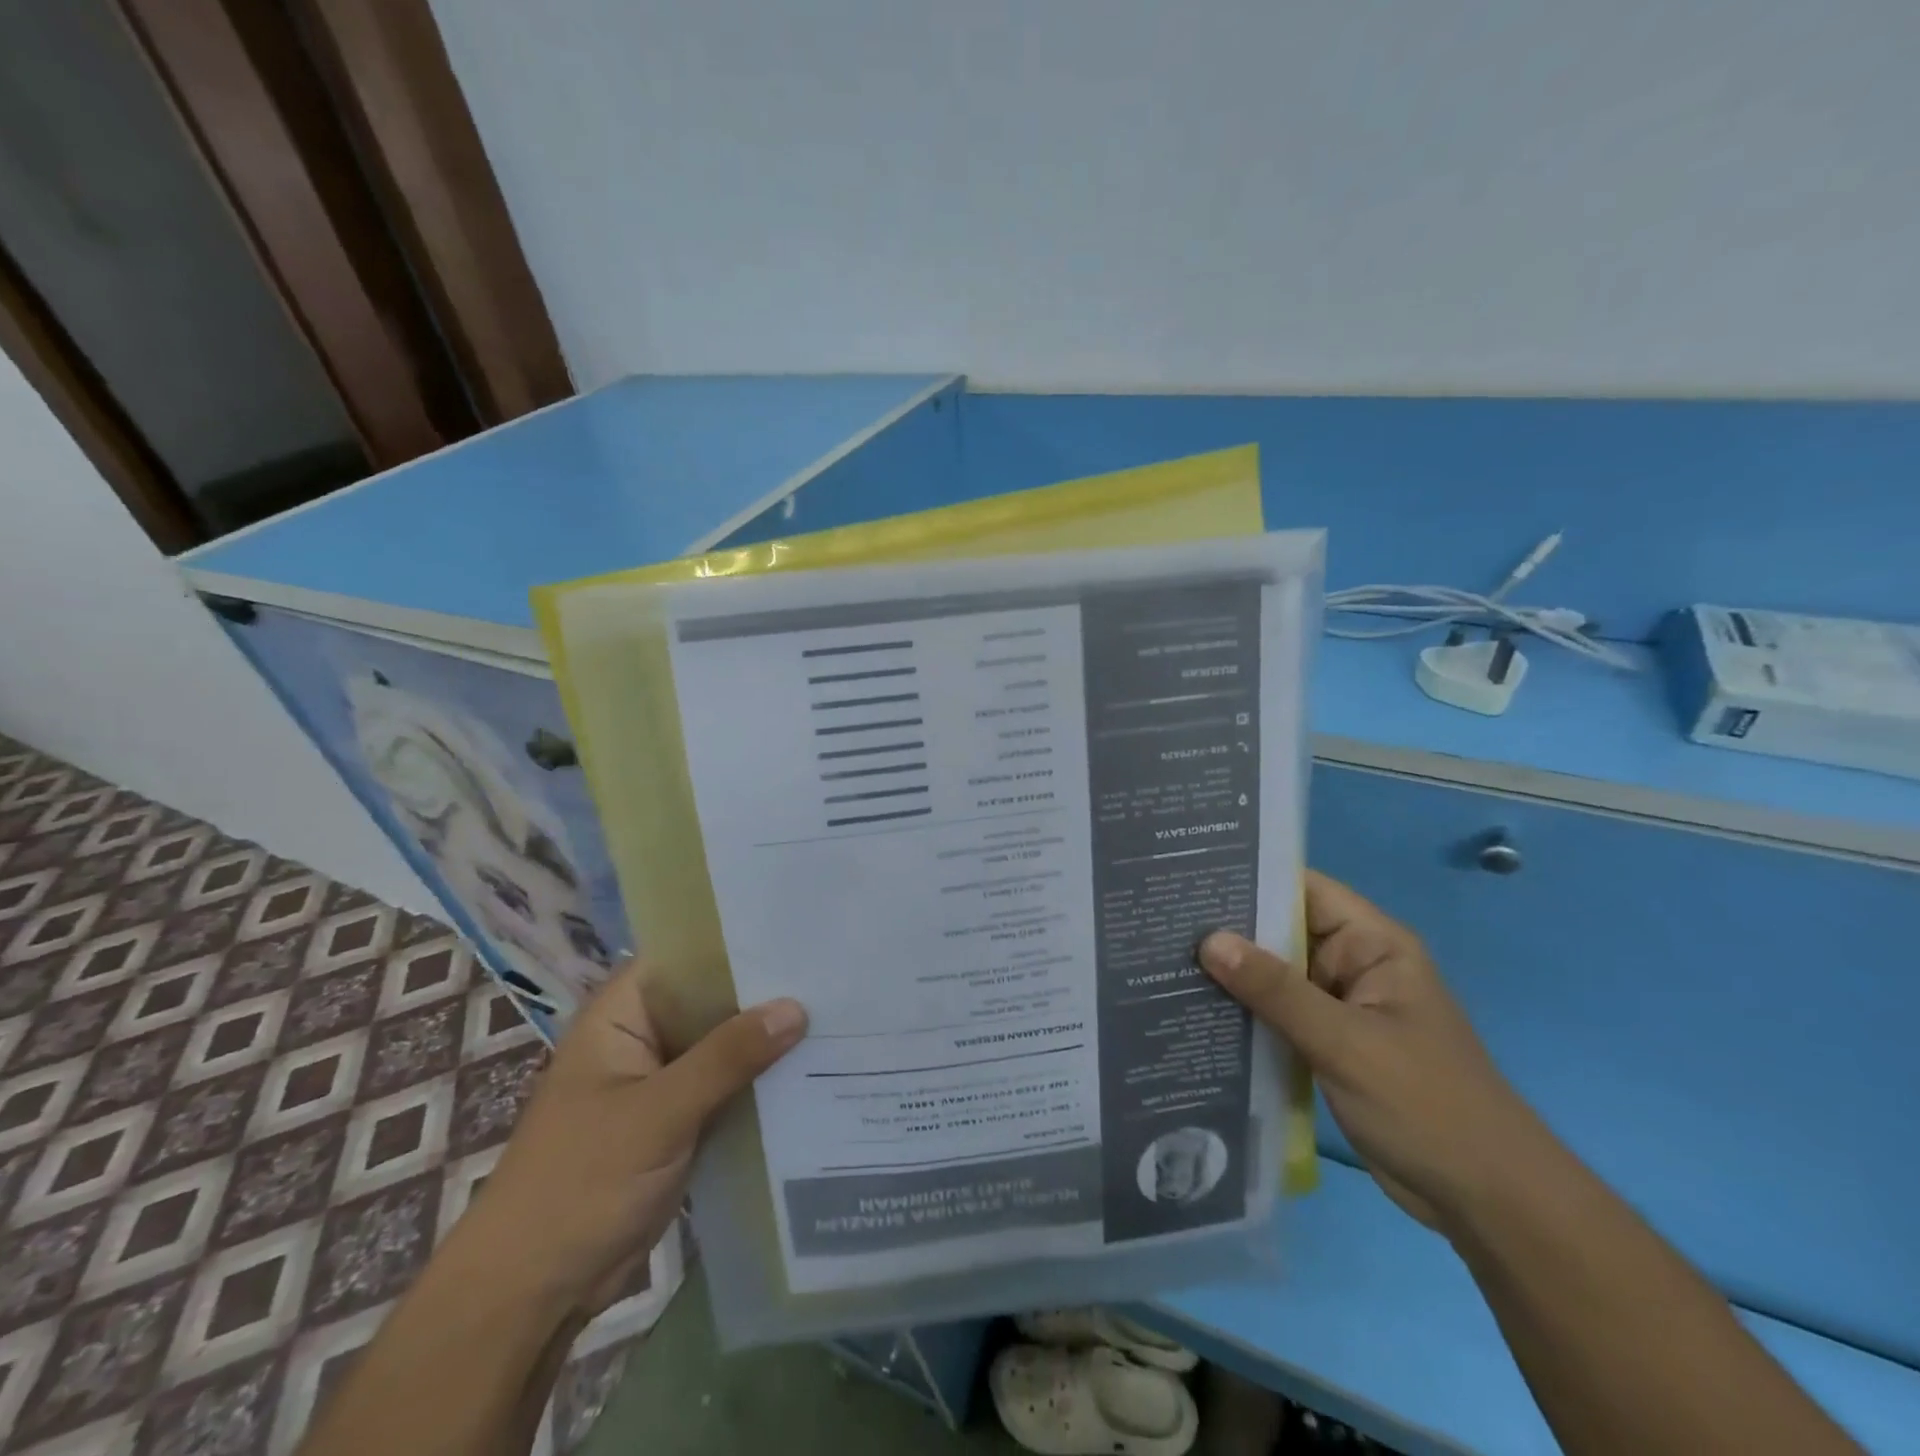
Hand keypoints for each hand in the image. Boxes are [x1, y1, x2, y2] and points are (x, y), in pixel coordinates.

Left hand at [468, 960, 807, 1309]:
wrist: (533, 1294)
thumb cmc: (580, 1184)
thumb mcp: (658, 1113)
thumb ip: (727, 1057)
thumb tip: (796, 1007)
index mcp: (621, 1016)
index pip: (686, 957)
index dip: (736, 942)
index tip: (795, 934)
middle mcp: (644, 1038)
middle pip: (712, 1001)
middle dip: (764, 993)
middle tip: (833, 973)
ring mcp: (662, 1082)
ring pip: (724, 1046)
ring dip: (767, 1039)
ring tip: (838, 1013)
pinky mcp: (678, 1122)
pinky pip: (727, 1086)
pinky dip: (760, 1081)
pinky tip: (815, 1069)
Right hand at [1199, 871, 1538, 1232]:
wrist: (1487, 1202)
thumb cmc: (1427, 1106)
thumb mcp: (1346, 1042)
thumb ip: (1276, 990)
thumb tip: (1208, 940)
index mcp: (1373, 945)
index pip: (1303, 889)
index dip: (1251, 877)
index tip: (1191, 874)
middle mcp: (1354, 965)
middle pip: (1282, 931)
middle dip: (1229, 928)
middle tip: (1161, 918)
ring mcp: (1340, 1007)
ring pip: (1275, 975)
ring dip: (1231, 973)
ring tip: (1164, 958)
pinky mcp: (1329, 1045)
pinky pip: (1278, 1014)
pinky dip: (1244, 1012)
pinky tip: (1195, 1009)